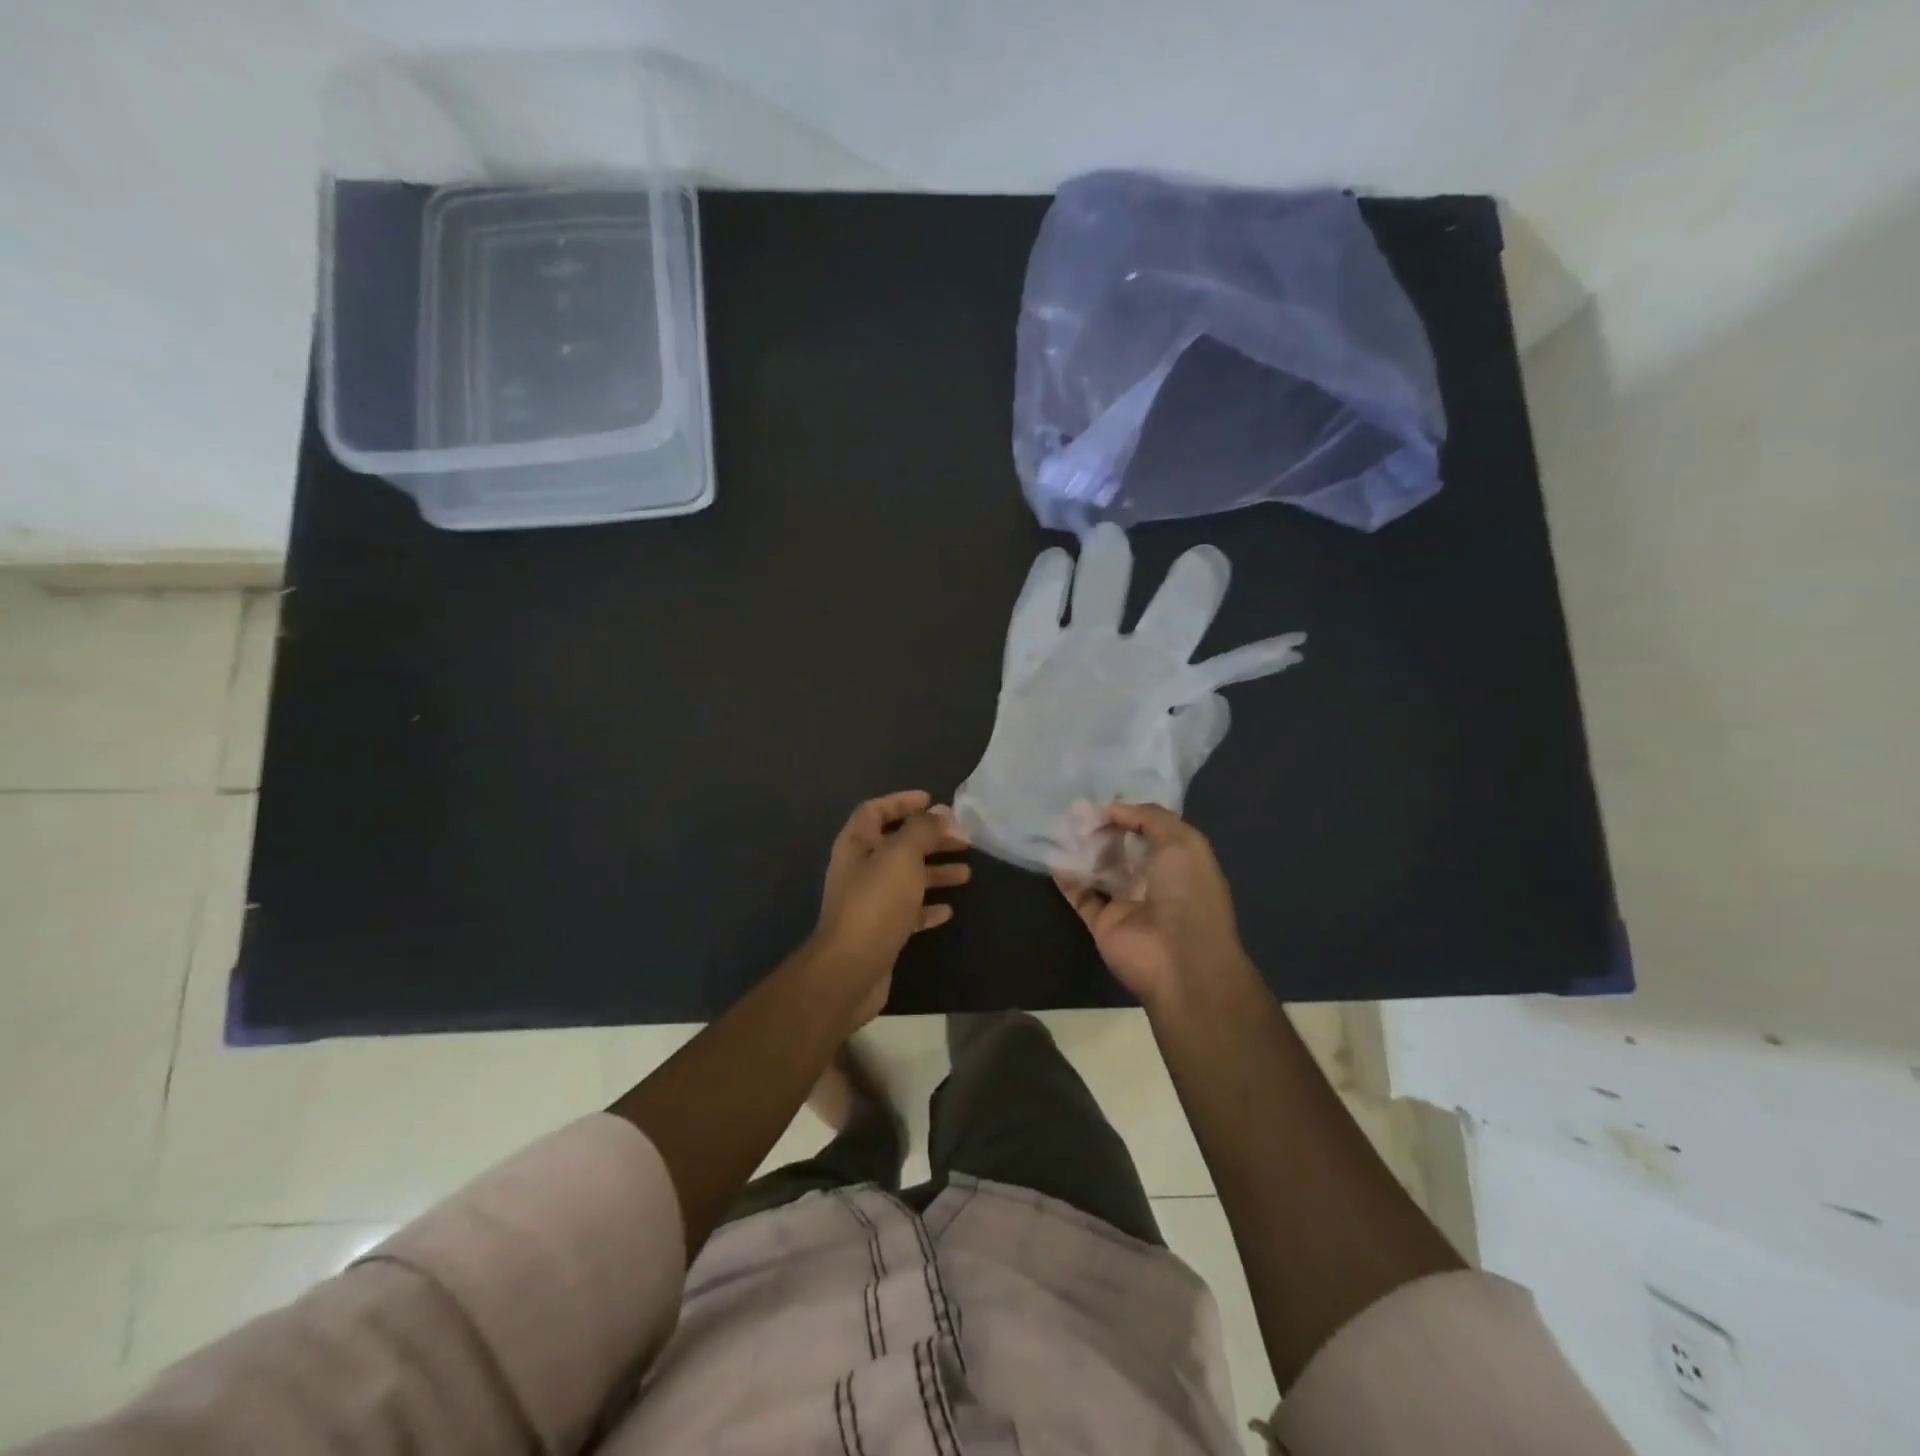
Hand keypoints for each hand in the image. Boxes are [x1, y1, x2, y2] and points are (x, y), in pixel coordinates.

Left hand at [812, 790, 970, 1022]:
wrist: (851, 969)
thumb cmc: (876, 903)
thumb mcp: (902, 856)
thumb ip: (922, 830)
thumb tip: (941, 812)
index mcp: (857, 844)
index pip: (876, 811)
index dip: (902, 802)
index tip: (932, 801)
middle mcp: (860, 869)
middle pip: (898, 844)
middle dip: (930, 839)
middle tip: (963, 840)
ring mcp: (869, 901)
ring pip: (906, 878)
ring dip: (935, 872)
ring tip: (967, 874)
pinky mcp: (880, 930)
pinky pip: (907, 910)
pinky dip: (927, 906)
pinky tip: (948, 910)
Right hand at [1054, 801, 1249, 1007]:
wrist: (1180, 960)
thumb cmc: (1188, 893)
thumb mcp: (1181, 842)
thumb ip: (1148, 817)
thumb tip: (1111, 808)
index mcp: (1179, 861)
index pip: (1151, 830)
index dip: (1129, 813)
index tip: (1102, 799)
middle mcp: (1154, 880)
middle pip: (1122, 848)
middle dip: (1101, 828)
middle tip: (1074, 809)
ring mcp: (1127, 902)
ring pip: (1100, 869)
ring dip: (1083, 849)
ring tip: (1061, 826)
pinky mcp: (1103, 923)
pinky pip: (1081, 895)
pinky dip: (1067, 877)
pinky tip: (1054, 856)